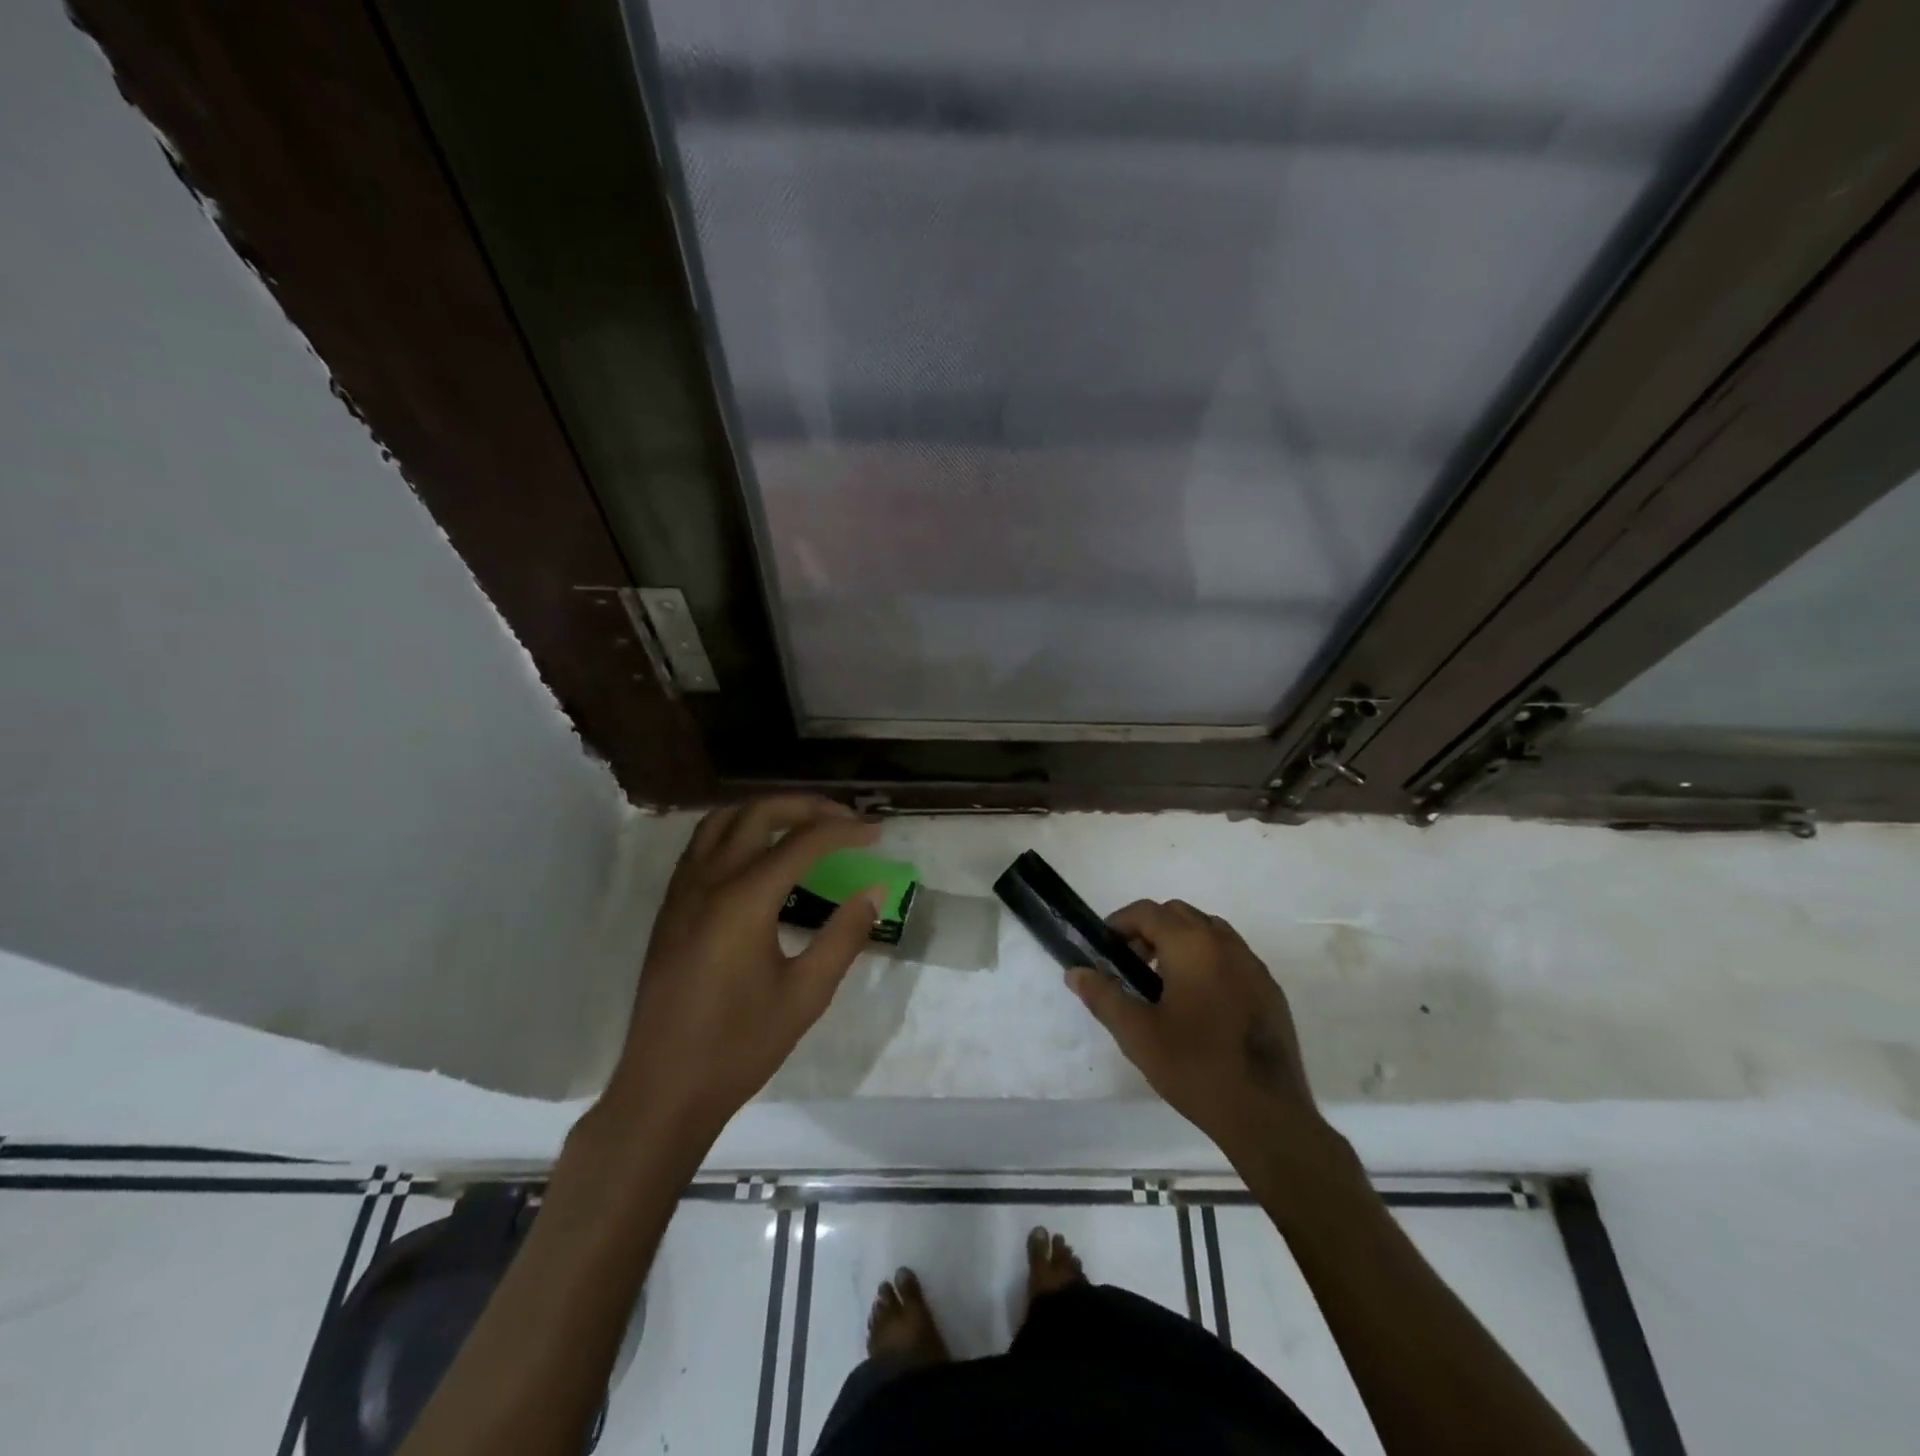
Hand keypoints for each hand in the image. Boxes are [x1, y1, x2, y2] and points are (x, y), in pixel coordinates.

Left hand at [603, 795, 883, 1139]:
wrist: (664, 1089)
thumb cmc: (740, 1046)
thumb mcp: (806, 995)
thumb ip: (844, 936)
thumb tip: (873, 891)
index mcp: (743, 900)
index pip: (802, 841)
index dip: (844, 830)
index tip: (876, 834)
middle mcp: (708, 881)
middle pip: (758, 813)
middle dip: (806, 806)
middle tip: (844, 819)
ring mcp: (682, 891)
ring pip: (722, 819)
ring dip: (766, 810)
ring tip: (803, 825)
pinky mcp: (670, 907)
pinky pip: (702, 844)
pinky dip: (736, 829)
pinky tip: (758, 854)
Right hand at [1068, 900, 1323, 1160]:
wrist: (1266, 1115)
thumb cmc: (1195, 1067)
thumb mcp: (1137, 1034)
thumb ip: (1103, 996)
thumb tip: (1075, 972)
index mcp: (1191, 945)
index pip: (1148, 912)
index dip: (1120, 923)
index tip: (1105, 949)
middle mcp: (1225, 943)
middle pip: (1179, 914)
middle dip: (1150, 929)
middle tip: (1132, 965)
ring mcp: (1253, 964)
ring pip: (1208, 931)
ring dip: (1180, 941)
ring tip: (1164, 982)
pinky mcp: (1270, 989)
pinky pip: (1232, 955)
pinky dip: (1208, 959)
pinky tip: (1200, 1002)